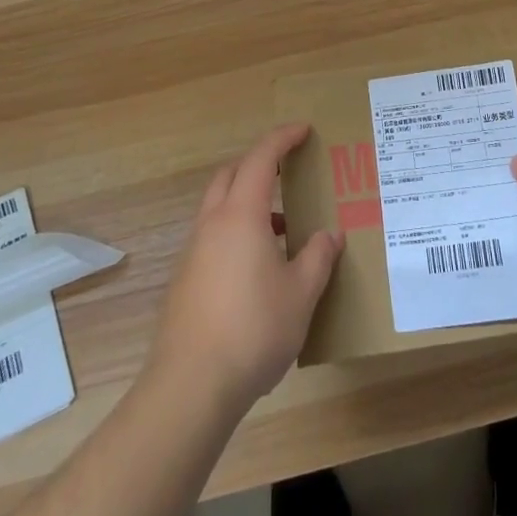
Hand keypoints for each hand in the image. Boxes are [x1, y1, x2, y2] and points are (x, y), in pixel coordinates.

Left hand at [151, 123, 343, 415]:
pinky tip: (258, 268)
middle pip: (232, 174)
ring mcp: (194, 251)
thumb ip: (317, 258)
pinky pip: (213, 236)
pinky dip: (236, 231)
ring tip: (282, 228)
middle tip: (288, 171)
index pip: (261, 159)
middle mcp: (212, 223)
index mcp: (241, 215)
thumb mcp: (300, 294)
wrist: (190, 386)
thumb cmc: (253, 330)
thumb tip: (330, 234)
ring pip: (219, 206)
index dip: (282, 138)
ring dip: (248, 202)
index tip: (303, 129)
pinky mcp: (185, 279)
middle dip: (259, 164)